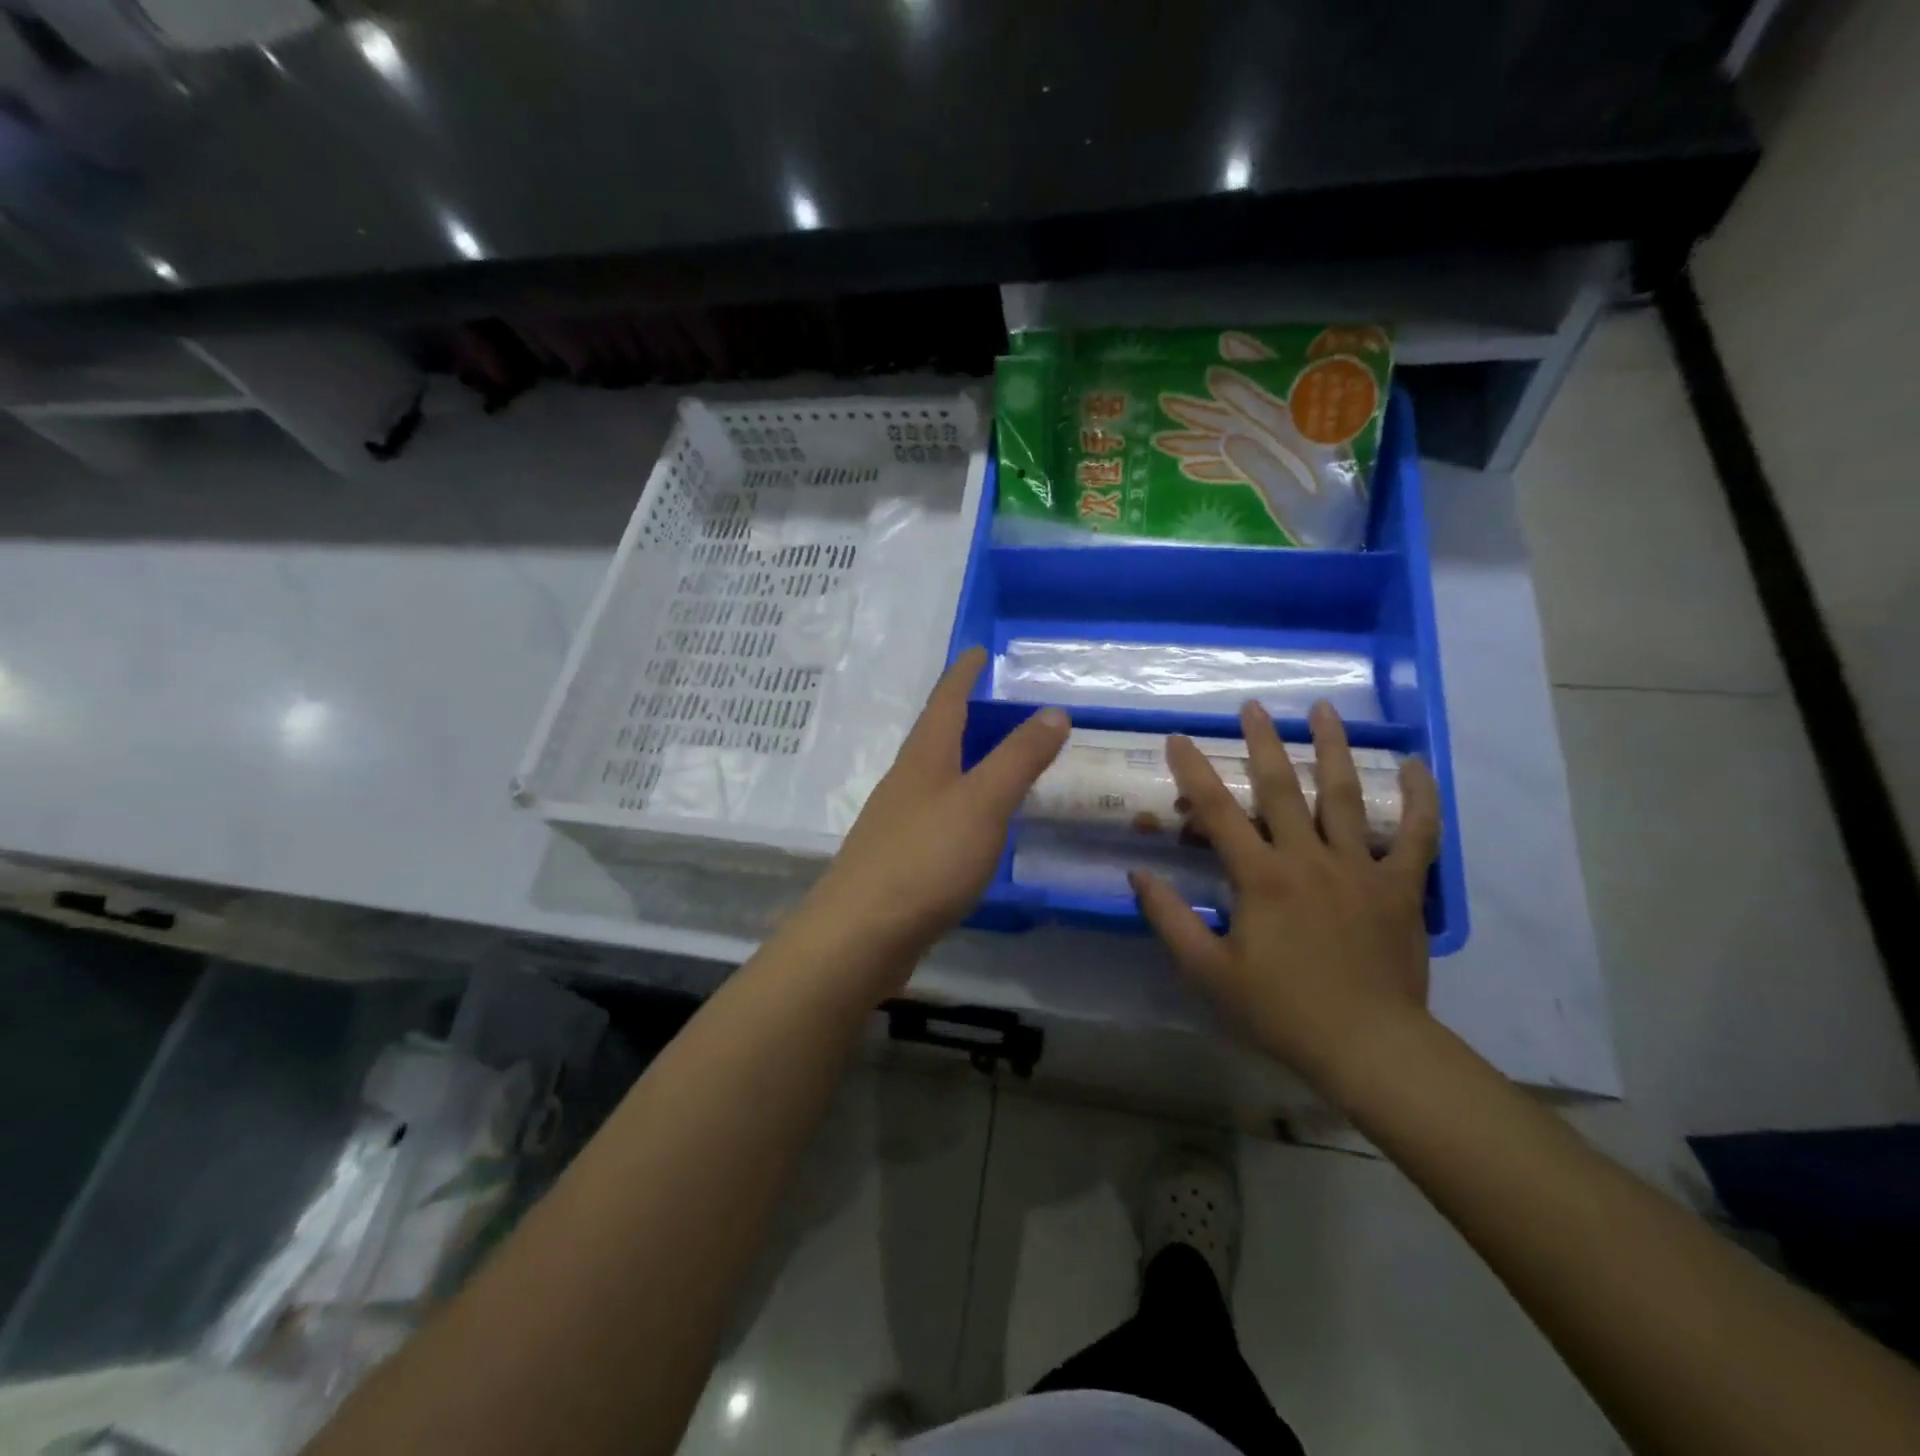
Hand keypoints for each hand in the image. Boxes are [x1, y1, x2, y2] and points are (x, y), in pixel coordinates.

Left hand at [802, 647, 1068, 980]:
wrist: (860, 935)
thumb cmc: (926, 859)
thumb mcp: (983, 803)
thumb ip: (1018, 759)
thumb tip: (1053, 711)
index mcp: (924, 759)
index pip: (945, 701)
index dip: (963, 674)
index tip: (978, 651)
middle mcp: (905, 782)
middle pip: (935, 737)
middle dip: (964, 716)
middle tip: (999, 706)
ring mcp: (897, 822)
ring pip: (935, 778)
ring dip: (963, 762)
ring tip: (995, 762)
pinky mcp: (898, 860)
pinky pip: (936, 816)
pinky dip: (961, 805)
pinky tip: (976, 826)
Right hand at [1131, 700, 1440, 1091]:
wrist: (1369, 1047)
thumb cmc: (1281, 1010)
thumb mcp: (1209, 972)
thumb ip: (1170, 919)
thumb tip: (1138, 873)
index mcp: (1261, 878)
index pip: (1218, 812)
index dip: (1194, 771)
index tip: (1178, 738)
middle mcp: (1308, 859)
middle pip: (1282, 788)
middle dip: (1263, 742)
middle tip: (1253, 707)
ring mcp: (1360, 868)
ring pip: (1345, 795)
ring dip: (1333, 748)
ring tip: (1325, 710)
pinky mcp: (1401, 886)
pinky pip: (1416, 834)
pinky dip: (1419, 798)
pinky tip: (1417, 765)